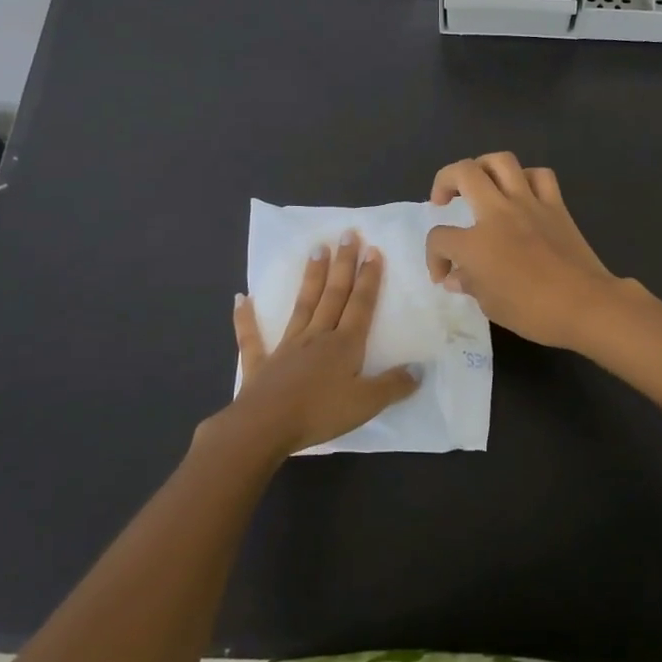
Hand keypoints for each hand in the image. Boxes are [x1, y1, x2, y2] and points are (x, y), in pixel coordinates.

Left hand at [215, 231, 420, 458]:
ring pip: (303, 305)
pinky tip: (241, 298)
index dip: (369, 278)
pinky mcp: (261, 363)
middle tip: (347, 234)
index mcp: (344, 345)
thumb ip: (394, 385)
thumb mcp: (366, 403)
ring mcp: (287, 346)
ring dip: (311, 277)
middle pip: (334, 295)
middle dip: (343, 265)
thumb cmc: (320, 413)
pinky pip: (252, 337)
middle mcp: (317, 336)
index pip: (360, 304)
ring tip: (316, 249)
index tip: (372, 250)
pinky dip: (246, 318)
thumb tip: (420, 368)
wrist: (265, 427)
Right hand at [426, 154, 622, 349]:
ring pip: (501, 161)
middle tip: (443, 199)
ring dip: (482, 166)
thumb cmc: (533, 312)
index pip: (439, 238)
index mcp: (475, 243)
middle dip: (444, 180)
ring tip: (479, 182)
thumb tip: (456, 277)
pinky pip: (540, 175)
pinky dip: (526, 177)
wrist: (586, 305)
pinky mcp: (555, 205)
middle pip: (463, 173)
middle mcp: (498, 213)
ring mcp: (529, 204)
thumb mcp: (491, 305)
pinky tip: (521, 192)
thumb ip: (469, 284)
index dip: (434, 257)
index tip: (444, 275)